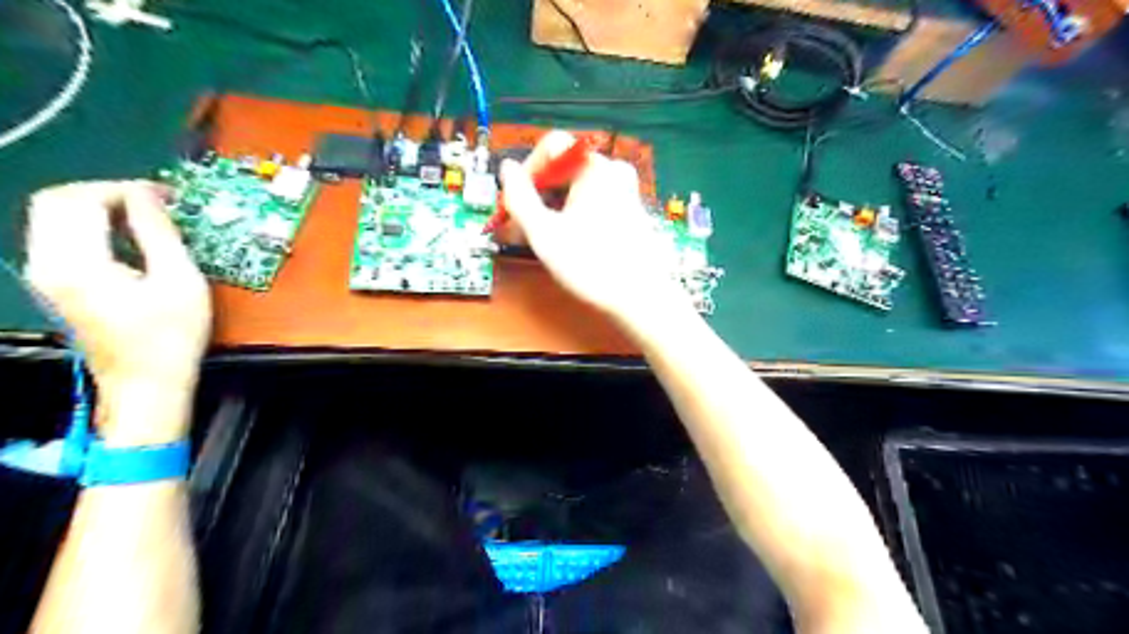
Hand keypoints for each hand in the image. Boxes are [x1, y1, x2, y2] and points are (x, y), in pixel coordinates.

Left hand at [25, 179, 210, 446]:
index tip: (165, 196)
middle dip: (106, 193)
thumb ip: (160, 233)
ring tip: (146, 218)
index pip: (81, 199)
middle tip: (153, 202)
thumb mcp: (180, 281)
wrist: (147, 383)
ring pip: (55, 217)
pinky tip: (130, 239)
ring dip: (99, 207)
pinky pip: (62, 236)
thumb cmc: (172, 336)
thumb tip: (150, 195)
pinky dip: (93, 226)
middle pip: (56, 202)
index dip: (124, 189)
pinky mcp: (55, 283)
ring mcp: (46, 274)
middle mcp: (47, 264)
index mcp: (77, 263)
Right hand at [503, 129, 688, 322]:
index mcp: (595, 167)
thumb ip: (519, 197)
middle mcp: (613, 171)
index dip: (526, 171)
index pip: (551, 146)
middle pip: (563, 169)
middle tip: (518, 226)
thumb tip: (507, 168)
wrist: (640, 298)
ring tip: (534, 239)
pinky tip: (560, 241)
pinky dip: (571, 215)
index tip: (514, 202)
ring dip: (550, 208)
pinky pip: (592, 202)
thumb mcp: (544, 233)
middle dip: (536, 195)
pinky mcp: (629, 211)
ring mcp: (625, 191)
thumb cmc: (590, 264)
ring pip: (576, 188)